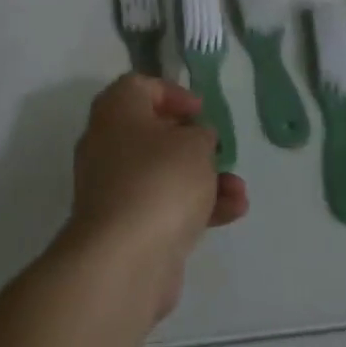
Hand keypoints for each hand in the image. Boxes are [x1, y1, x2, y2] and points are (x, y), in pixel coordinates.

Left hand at [63, 75, 248, 317]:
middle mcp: (107, 143)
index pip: (140, 86)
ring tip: (239, 189)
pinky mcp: (125, 227)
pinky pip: (163, 206)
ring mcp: (114, 188)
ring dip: (203, 178)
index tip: (201, 111)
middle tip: (217, 149)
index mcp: (116, 110)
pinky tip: (233, 212)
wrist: (124, 260)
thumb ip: (201, 135)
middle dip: (192, 143)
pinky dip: (195, 207)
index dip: (173, 94)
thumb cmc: (160, 180)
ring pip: (162, 173)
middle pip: (152, 132)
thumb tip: (195, 138)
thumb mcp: (194, 144)